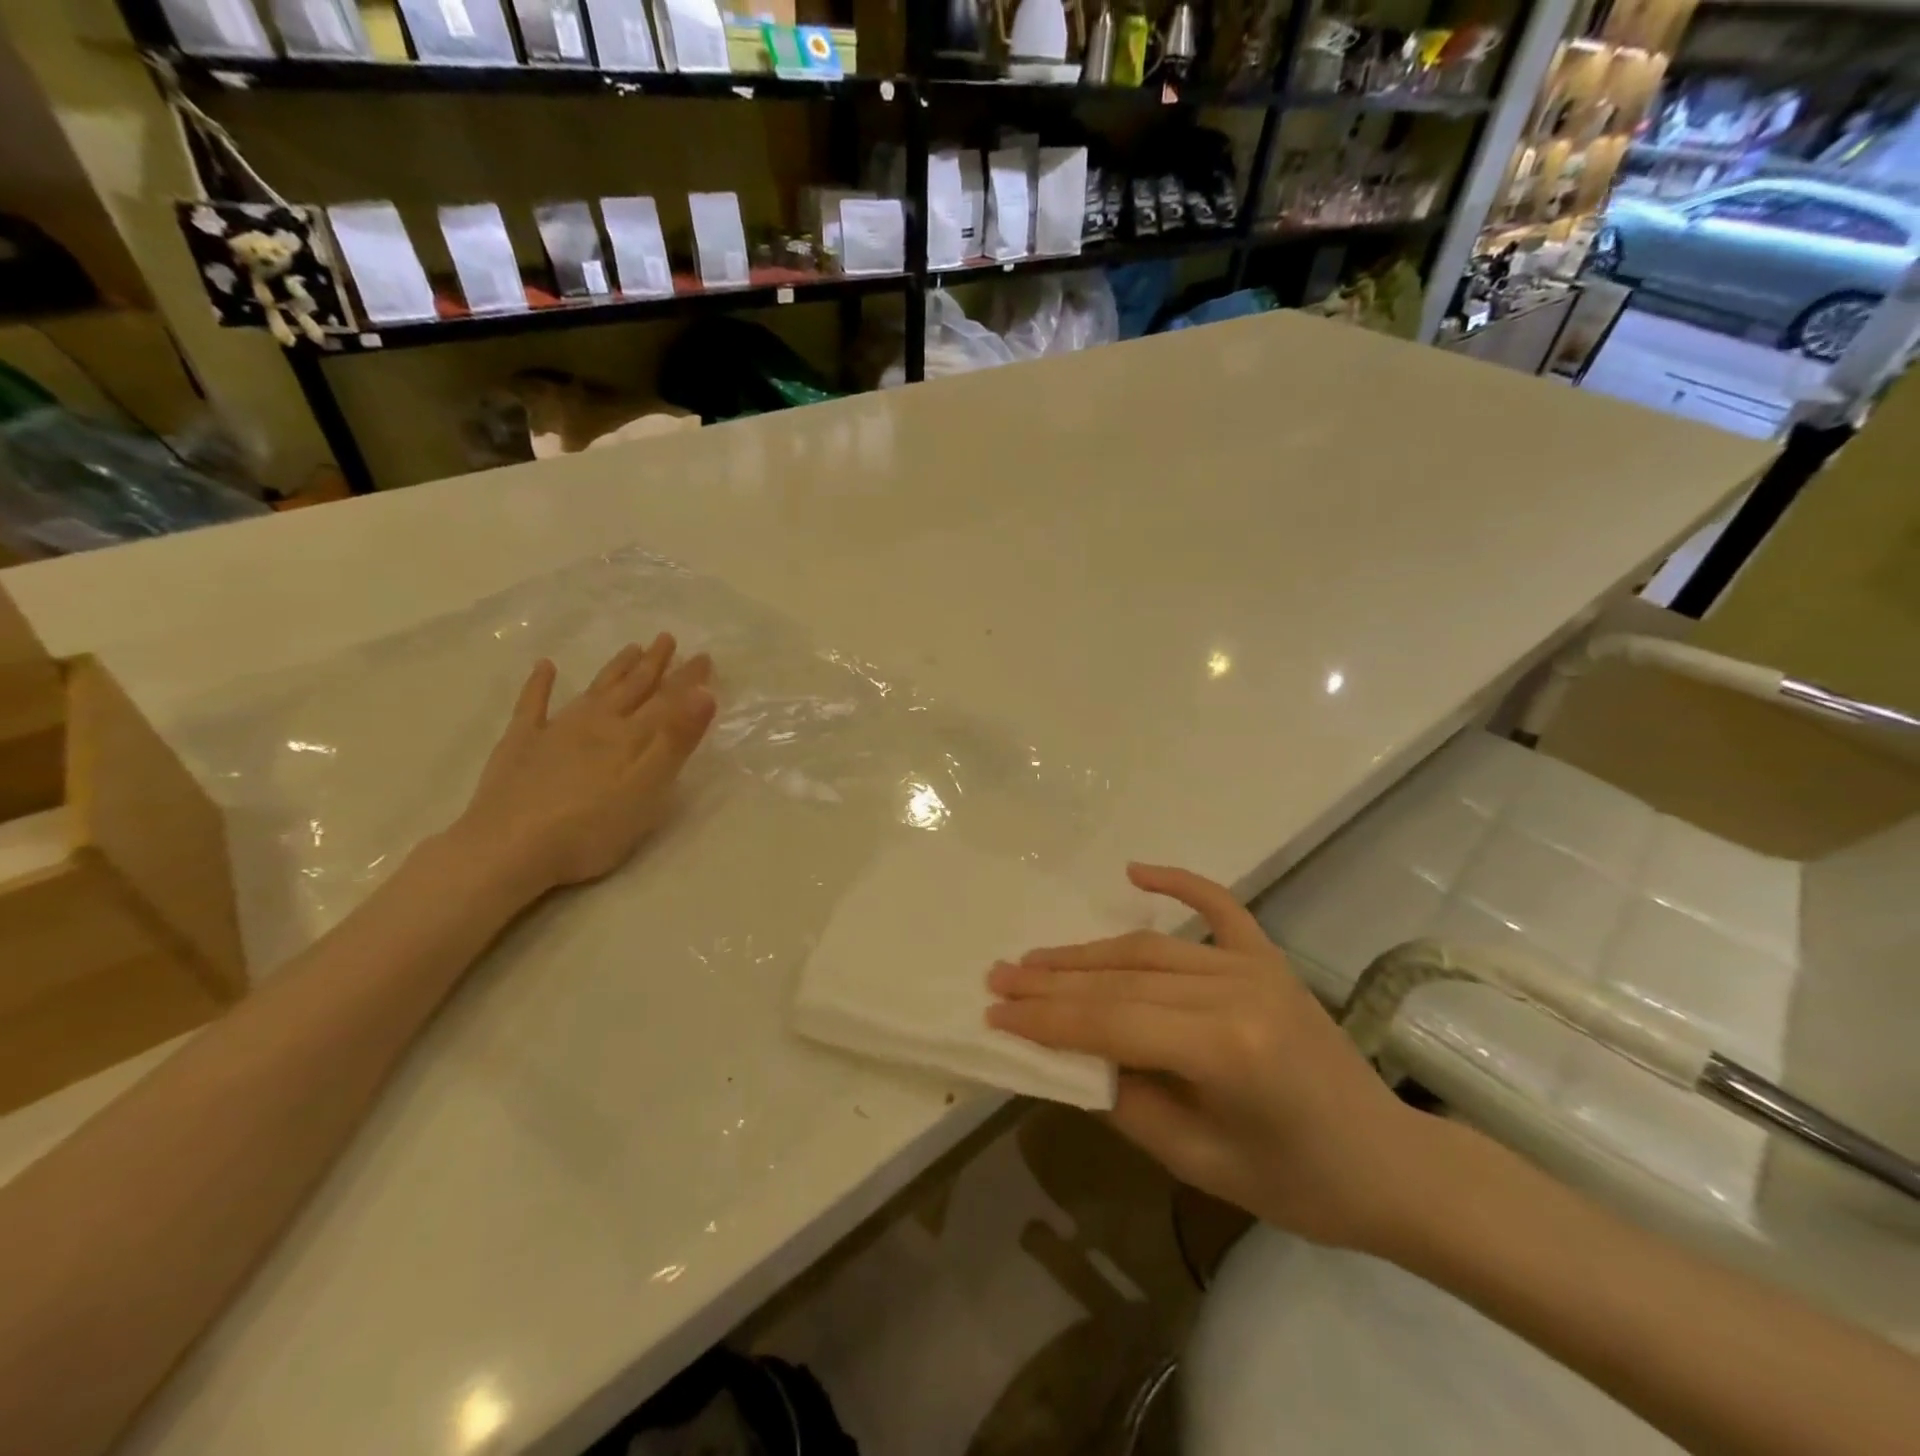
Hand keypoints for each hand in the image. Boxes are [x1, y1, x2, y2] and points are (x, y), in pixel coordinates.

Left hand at [449, 635, 716, 899]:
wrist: (508, 849)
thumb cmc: (590, 828)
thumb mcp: (648, 788)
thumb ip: (676, 741)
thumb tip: (703, 693)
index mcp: (629, 737)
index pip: (667, 702)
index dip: (687, 680)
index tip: (704, 656)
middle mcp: (595, 724)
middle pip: (631, 689)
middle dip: (653, 665)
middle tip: (667, 639)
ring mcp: (555, 732)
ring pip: (593, 691)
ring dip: (614, 670)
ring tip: (631, 648)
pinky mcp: (520, 746)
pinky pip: (531, 706)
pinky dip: (539, 685)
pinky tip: (544, 667)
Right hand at [986, 863, 1432, 1252]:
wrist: (1392, 1164)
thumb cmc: (1298, 1183)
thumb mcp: (1199, 1163)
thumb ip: (1127, 1102)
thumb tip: (1070, 1057)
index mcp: (1225, 1049)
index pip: (1111, 1023)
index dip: (1047, 1019)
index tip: (995, 1011)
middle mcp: (1235, 991)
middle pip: (1122, 979)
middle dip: (1052, 981)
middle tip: (998, 976)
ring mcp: (1255, 966)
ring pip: (1150, 948)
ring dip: (1087, 952)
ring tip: (1036, 957)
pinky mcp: (1268, 959)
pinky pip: (1219, 908)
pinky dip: (1178, 883)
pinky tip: (1135, 872)